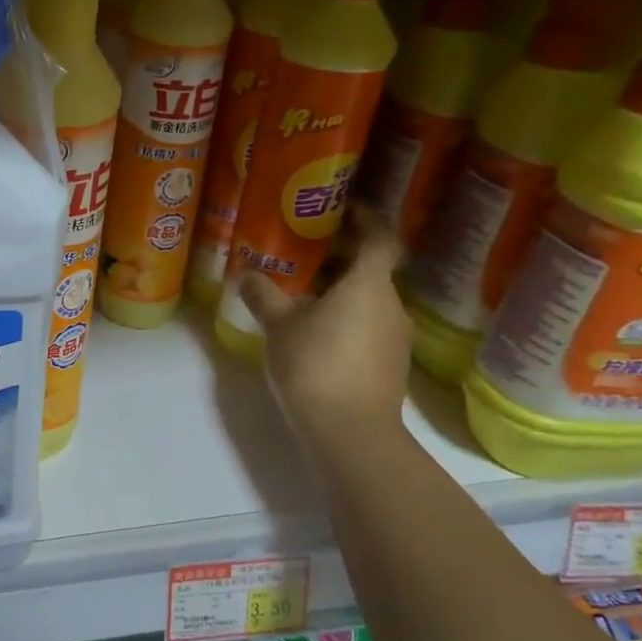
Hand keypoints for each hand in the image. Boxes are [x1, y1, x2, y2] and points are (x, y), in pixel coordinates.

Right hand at [237, 204, 411, 446]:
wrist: (350, 432)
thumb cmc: (315, 365)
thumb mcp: (279, 326)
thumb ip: (263, 295)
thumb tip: (246, 274)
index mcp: (369, 284)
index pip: (378, 238)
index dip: (365, 218)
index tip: (343, 208)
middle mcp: (391, 305)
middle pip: (371, 270)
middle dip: (340, 258)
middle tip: (305, 252)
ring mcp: (394, 338)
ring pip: (368, 301)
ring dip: (341, 292)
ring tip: (302, 294)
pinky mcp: (389, 365)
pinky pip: (367, 327)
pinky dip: (345, 319)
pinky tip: (315, 333)